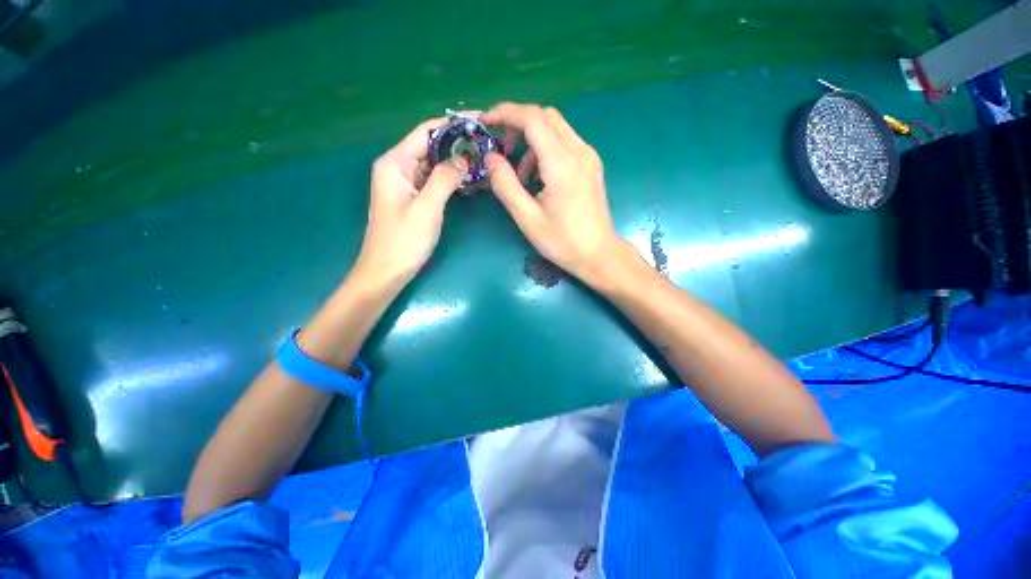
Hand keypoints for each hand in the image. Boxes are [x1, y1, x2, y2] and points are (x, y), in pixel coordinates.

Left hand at [354, 118, 468, 287]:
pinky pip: (434, 181)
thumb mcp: (427, 207)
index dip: (454, 124)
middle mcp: (398, 167)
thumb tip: (464, 158)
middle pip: (431, 145)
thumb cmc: (404, 241)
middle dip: (459, 144)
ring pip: (434, 164)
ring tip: (484, 162)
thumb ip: (445, 178)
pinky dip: (451, 179)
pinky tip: (470, 182)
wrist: (386, 271)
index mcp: (395, 163)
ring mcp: (405, 183)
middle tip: (488, 147)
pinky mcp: (413, 198)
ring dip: (457, 163)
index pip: (426, 131)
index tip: (480, 122)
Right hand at [483, 103, 624, 285]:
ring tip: (520, 174)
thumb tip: (490, 158)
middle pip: (545, 116)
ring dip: (532, 140)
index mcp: (562, 164)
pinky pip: (565, 143)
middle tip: (501, 148)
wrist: (598, 254)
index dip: (506, 113)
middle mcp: (579, 151)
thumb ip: (506, 185)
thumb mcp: (527, 218)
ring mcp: (588, 157)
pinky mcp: (591, 165)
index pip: (532, 118)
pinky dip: (545, 150)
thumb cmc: (562, 241)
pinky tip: (538, 177)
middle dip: (518, 124)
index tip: (486, 122)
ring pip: (556, 128)